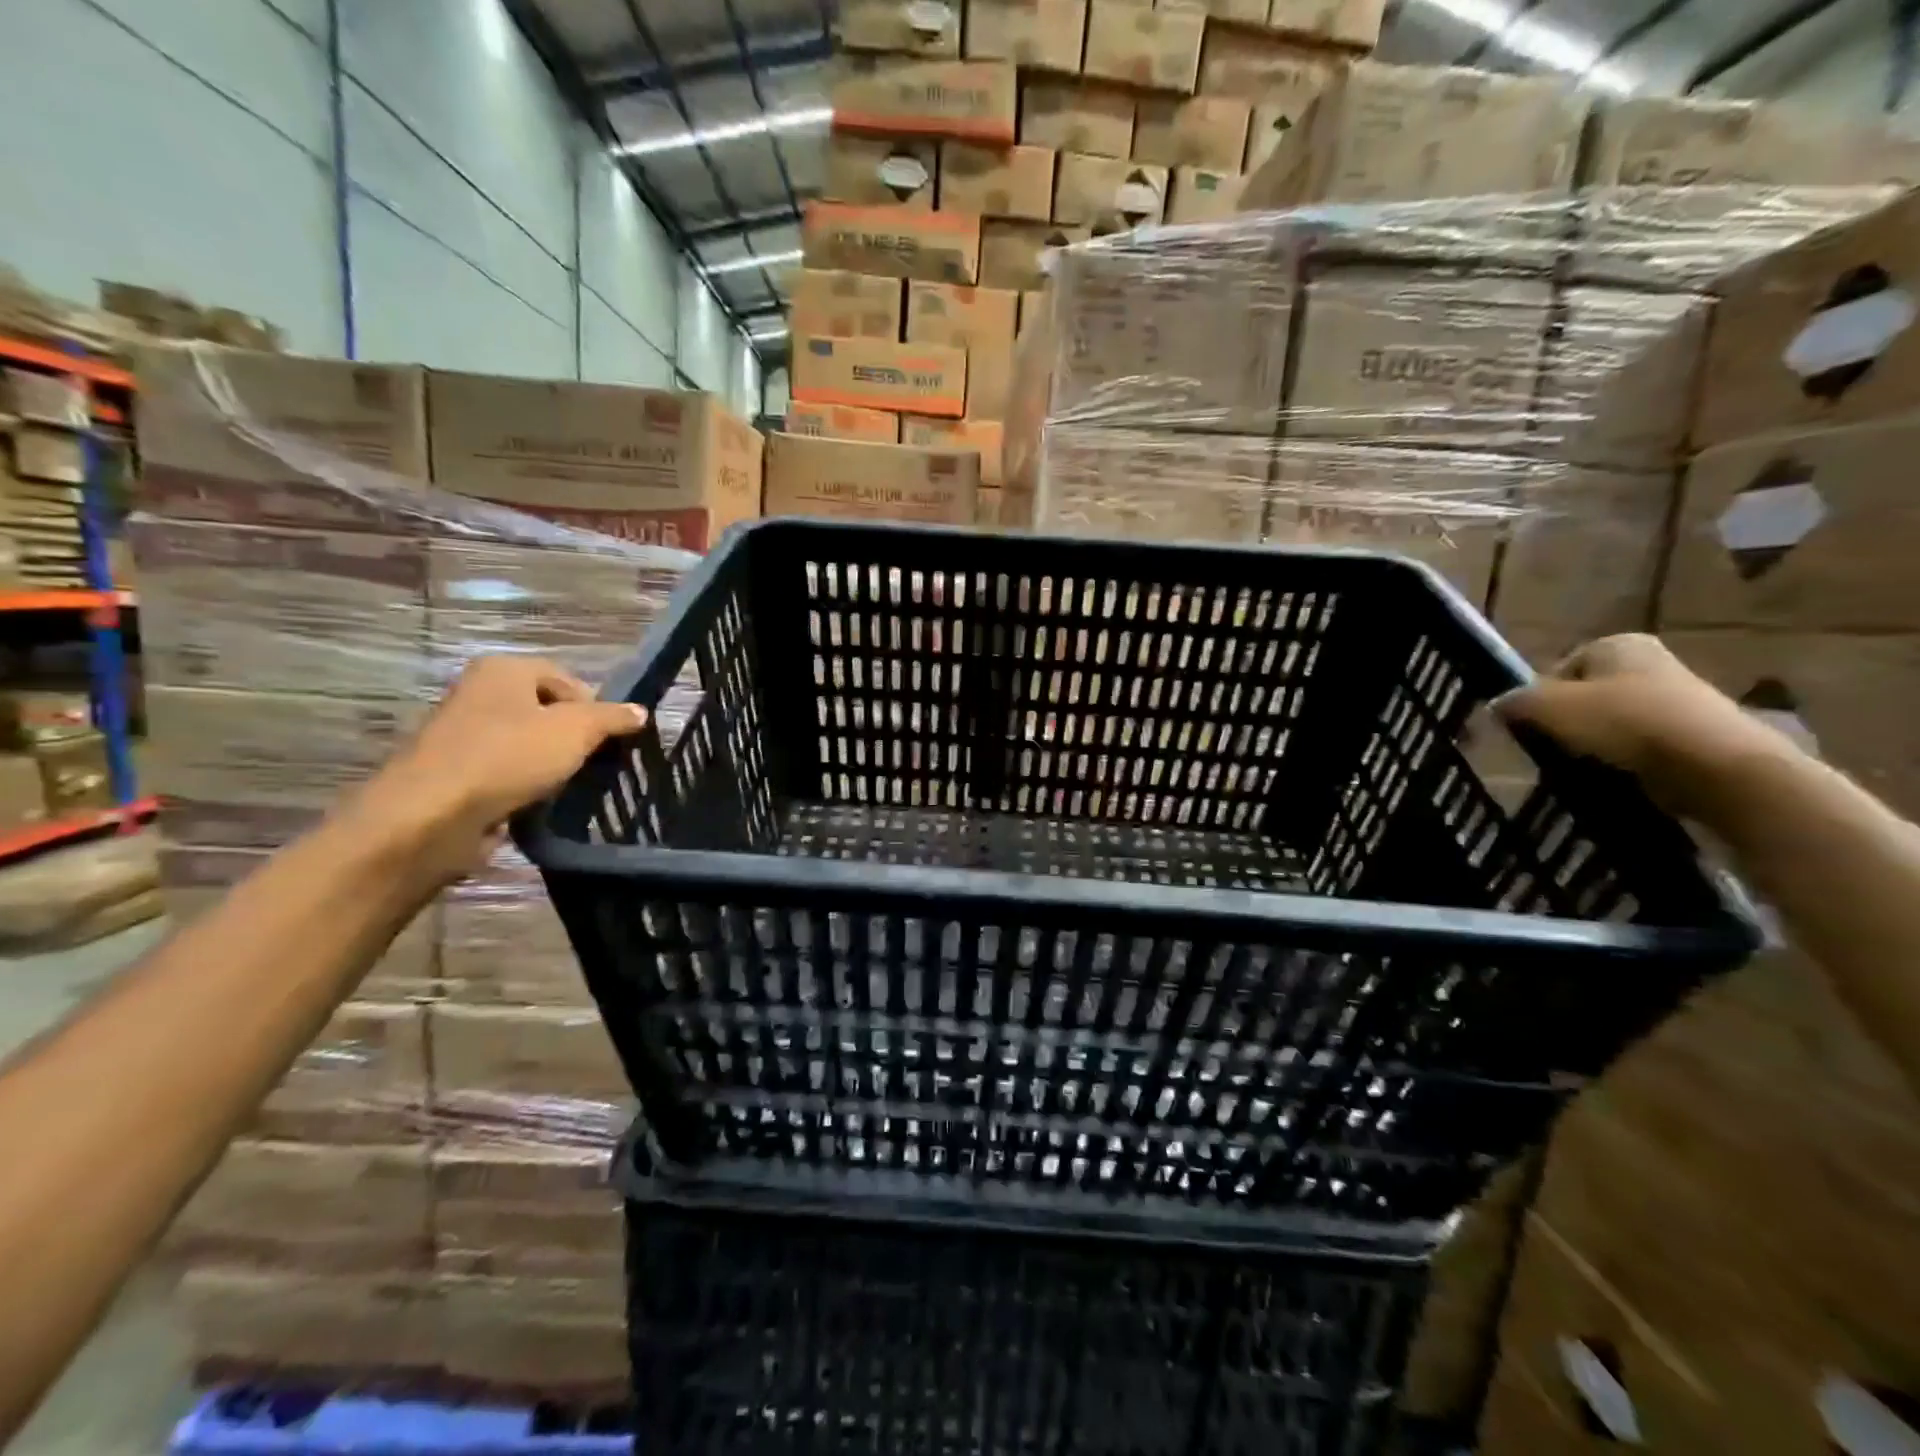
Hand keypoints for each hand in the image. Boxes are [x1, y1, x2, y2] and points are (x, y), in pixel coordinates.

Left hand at [340, 656, 645, 884]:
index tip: (611, 739)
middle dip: (574, 737)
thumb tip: (640, 711)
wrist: (432, 816)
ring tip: (571, 786)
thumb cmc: (509, 757)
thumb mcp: (576, 730)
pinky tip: (540, 803)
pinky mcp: (456, 774)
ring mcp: (463, 735)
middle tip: (596, 763)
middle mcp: (479, 693)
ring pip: (527, 744)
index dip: (595, 706)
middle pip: (546, 710)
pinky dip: (526, 786)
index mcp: (504, 670)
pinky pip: (506, 773)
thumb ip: (612, 718)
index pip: (566, 678)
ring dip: (551, 764)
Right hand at [1495, 634, 1785, 817]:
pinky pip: (1639, 745)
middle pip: (1584, 695)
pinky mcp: (1692, 734)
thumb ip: (1516, 702)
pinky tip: (1615, 775)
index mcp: (1617, 643)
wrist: (1714, 766)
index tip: (1532, 725)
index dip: (1538, 697)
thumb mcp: (1549, 707)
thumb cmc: (1625, 722)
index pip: (1558, 668)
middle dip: (1566, 721)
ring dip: (1593, 742)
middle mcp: (1650, 662)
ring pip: (1610, 722)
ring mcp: (1677, 698)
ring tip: (1582, 765)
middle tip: (1552, 747)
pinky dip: (1622, 760)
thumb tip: (1496, 705)